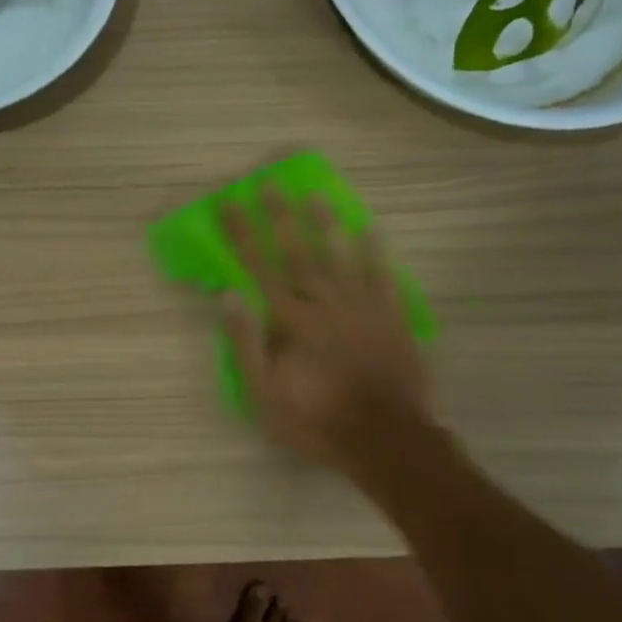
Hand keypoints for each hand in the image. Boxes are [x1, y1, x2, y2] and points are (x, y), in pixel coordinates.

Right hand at [220, 189, 434, 476]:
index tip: (229, 203)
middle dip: (280, 216)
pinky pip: (383, 276)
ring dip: (325, 223)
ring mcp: (363, 307)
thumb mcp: (265, 394)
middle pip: (298, 252)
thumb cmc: (316, 421)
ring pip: (341, 256)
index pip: (259, 267)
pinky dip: (376, 252)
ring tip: (314, 195)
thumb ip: (247, 343)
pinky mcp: (392, 318)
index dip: (242, 234)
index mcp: (291, 321)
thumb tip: (229, 296)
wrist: (386, 439)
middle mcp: (325, 303)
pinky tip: (370, 231)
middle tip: (268, 183)